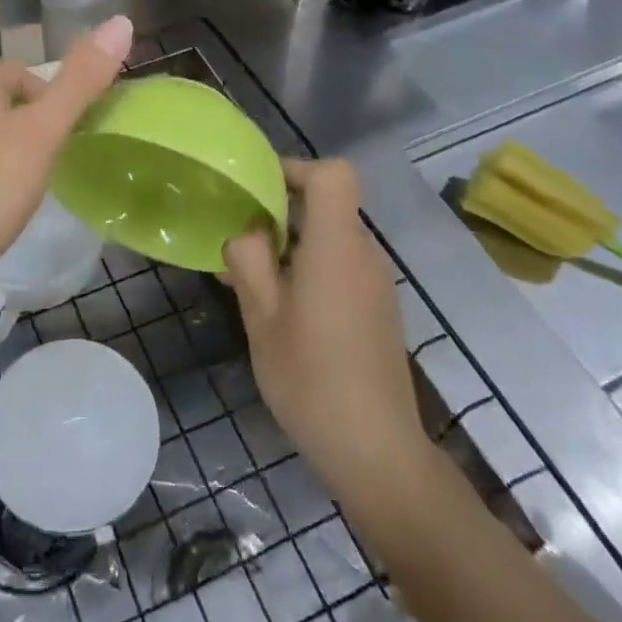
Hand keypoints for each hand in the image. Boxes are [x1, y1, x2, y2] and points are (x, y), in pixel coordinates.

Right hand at [223, 158, 434, 510]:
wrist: (377, 453)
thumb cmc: (311, 379)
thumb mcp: (261, 318)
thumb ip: (248, 262)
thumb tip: (247, 233)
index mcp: (336, 246)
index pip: (334, 174)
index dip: (296, 169)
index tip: (260, 190)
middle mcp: (364, 254)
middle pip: (329, 204)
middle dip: (282, 211)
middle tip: (242, 240)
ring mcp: (377, 283)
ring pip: (333, 238)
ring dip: (294, 244)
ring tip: (254, 280)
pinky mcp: (380, 310)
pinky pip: (343, 267)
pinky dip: (312, 269)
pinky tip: (286, 311)